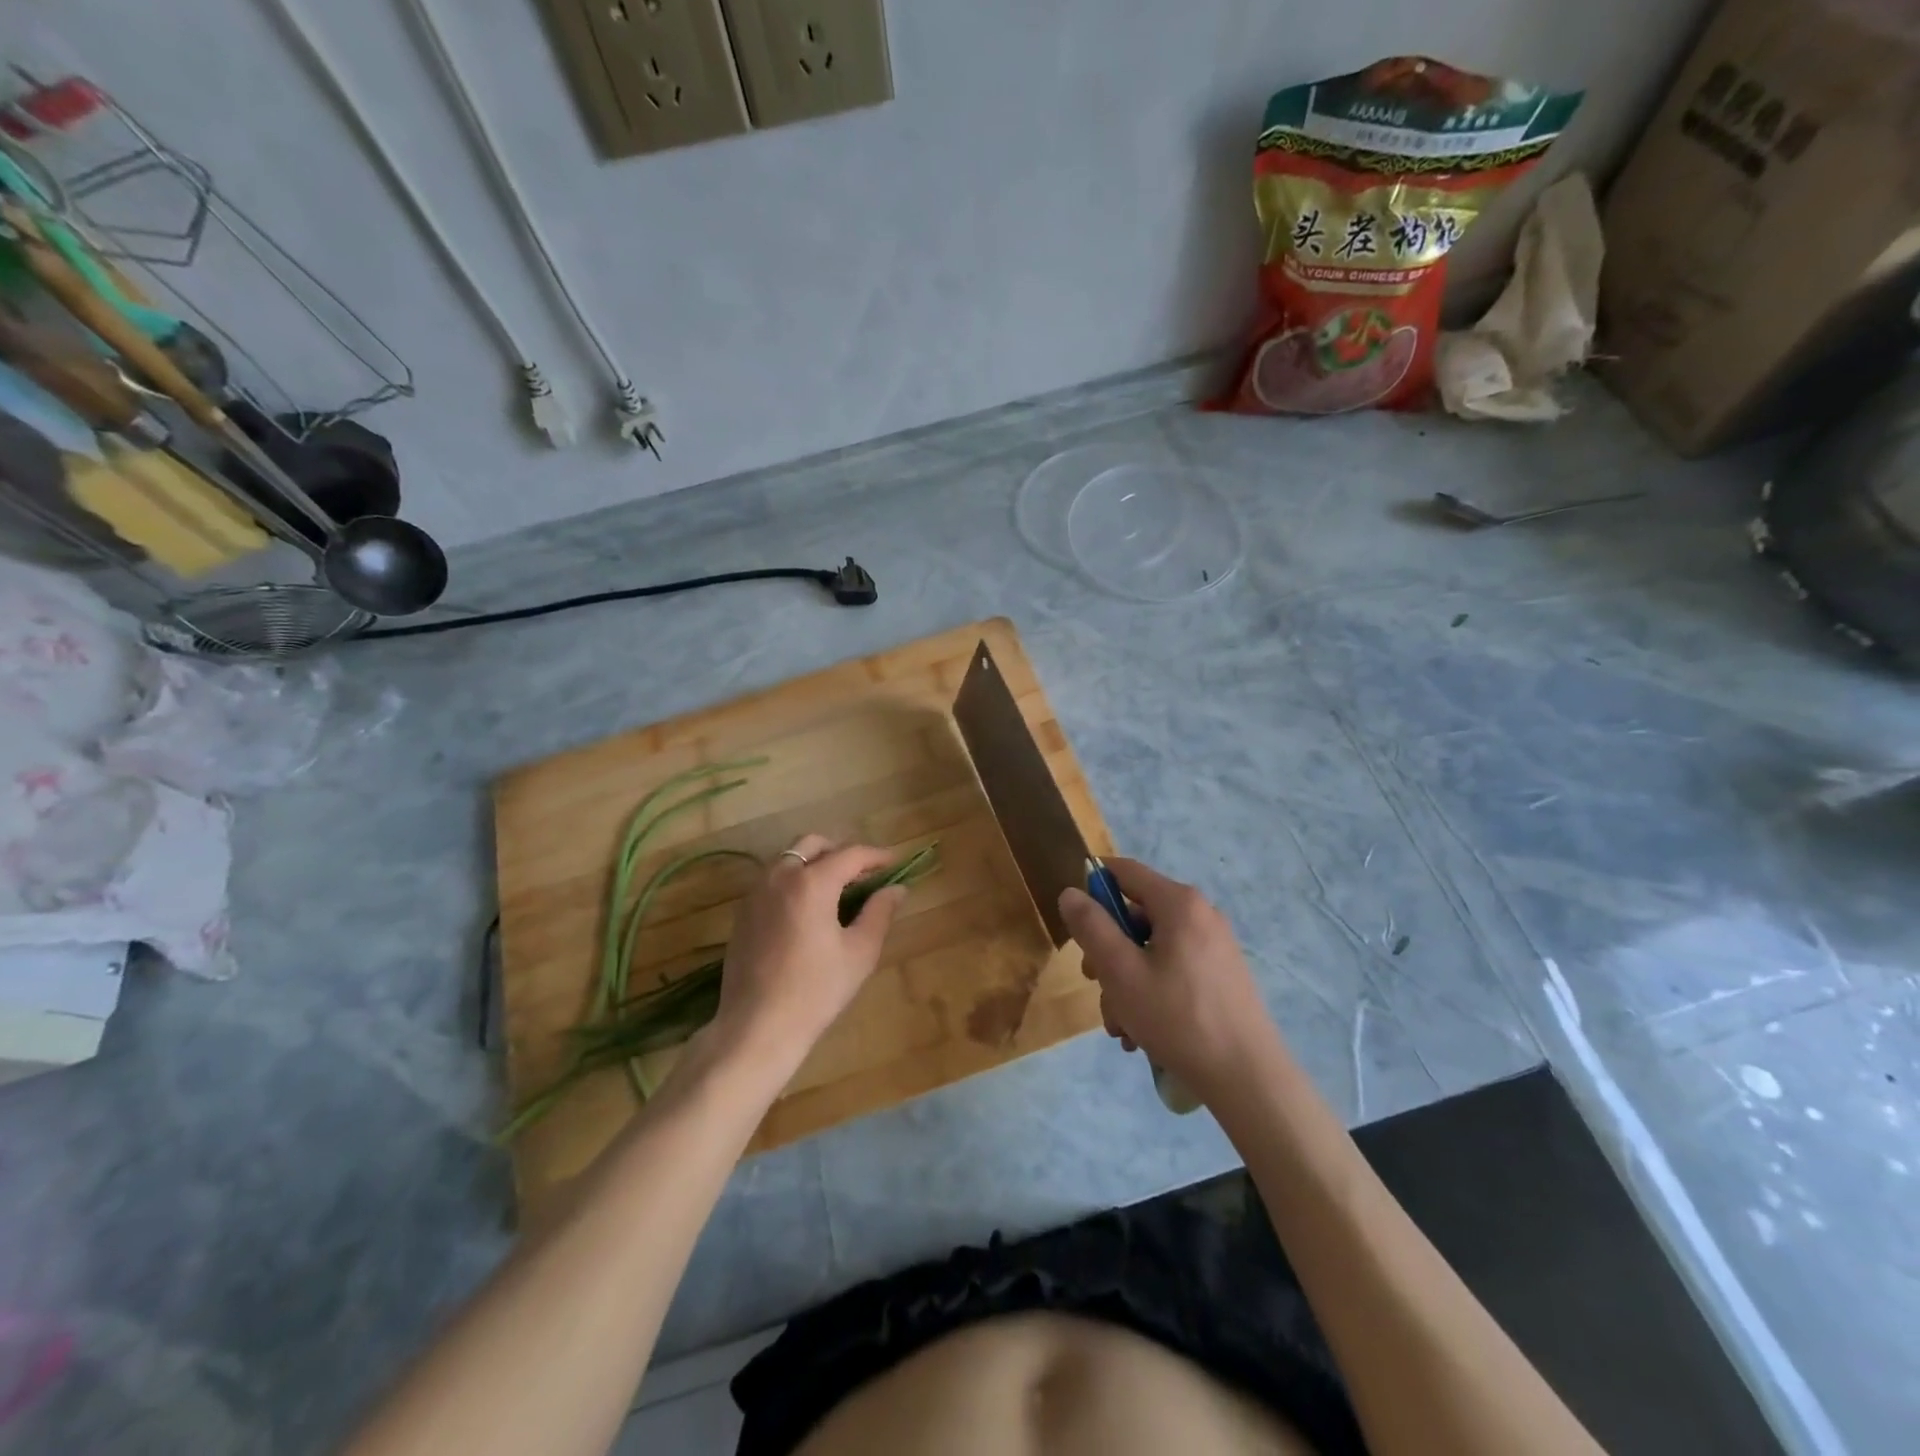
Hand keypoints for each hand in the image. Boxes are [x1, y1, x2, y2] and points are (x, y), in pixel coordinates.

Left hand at [705, 834, 907, 1076]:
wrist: (757, 1027)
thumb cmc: (815, 991)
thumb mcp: (859, 952)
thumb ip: (879, 913)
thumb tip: (896, 888)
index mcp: (811, 883)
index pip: (850, 854)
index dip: (876, 855)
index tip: (894, 862)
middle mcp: (780, 877)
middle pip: (813, 844)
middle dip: (841, 851)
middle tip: (863, 873)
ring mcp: (756, 893)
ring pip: (789, 858)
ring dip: (816, 863)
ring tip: (838, 889)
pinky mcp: (743, 912)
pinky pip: (773, 879)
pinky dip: (795, 880)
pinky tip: (809, 908)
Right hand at [1058, 858, 1279, 1105]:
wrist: (1248, 1079)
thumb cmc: (1178, 1018)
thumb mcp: (1121, 972)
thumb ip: (1092, 927)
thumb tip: (1070, 893)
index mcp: (1179, 903)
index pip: (1124, 871)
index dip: (1093, 886)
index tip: (1075, 922)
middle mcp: (1200, 914)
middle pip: (1135, 916)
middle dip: (1108, 952)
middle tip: (1096, 985)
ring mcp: (1214, 946)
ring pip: (1150, 949)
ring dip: (1126, 982)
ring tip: (1121, 1026)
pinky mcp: (1220, 974)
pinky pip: (1172, 968)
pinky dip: (1151, 991)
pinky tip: (1143, 1031)